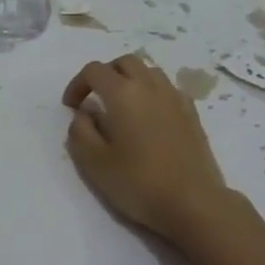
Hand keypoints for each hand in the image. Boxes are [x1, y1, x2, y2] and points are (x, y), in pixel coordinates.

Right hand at [62, 54, 232, 238]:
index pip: (94, 70)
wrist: (193, 202)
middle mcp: (150, 85)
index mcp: (123, 93)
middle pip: (124, 62)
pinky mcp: (192, 112)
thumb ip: (80, 132)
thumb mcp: (94, 163)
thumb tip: (83, 114)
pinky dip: (151, 92)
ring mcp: (175, 97)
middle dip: (105, 74)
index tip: (71, 107)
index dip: (77, 84)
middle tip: (95, 99)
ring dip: (130, 80)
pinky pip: (167, 88)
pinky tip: (149, 118)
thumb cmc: (138, 182)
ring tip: (122, 107)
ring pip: (149, 71)